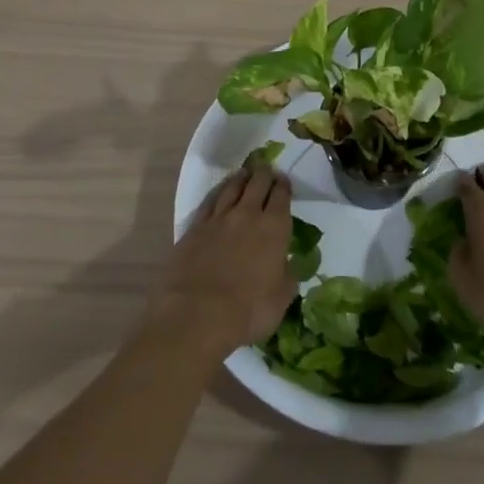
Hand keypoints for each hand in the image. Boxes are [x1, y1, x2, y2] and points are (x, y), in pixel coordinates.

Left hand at [153, 164, 294, 356]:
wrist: (197, 313)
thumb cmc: (247, 310)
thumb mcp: (281, 298)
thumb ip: (287, 275)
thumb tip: (286, 264)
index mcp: (274, 228)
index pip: (281, 196)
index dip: (284, 185)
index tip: (284, 180)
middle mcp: (248, 214)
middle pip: (257, 183)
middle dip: (264, 174)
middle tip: (266, 170)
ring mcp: (219, 218)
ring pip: (232, 187)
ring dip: (241, 178)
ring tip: (245, 173)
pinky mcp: (195, 227)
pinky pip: (210, 201)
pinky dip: (218, 192)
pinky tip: (219, 192)